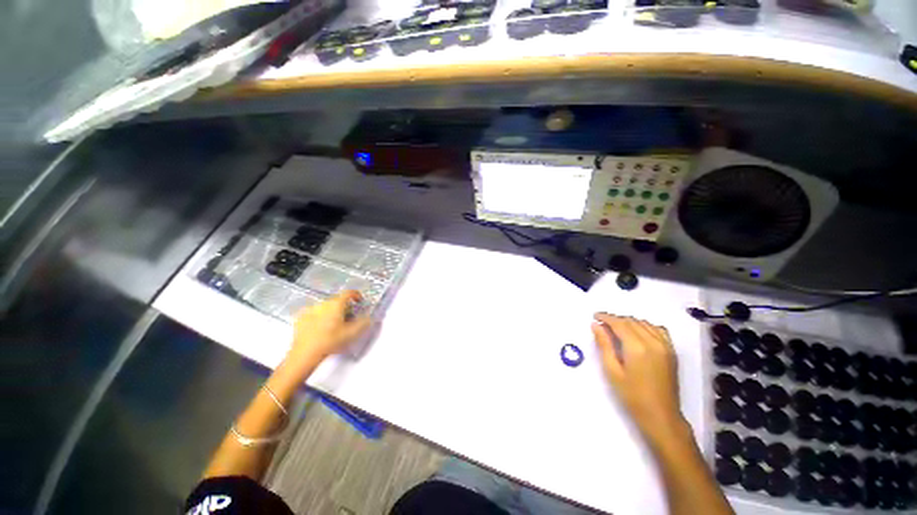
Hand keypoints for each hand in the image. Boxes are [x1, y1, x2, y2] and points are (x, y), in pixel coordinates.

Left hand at [288, 290, 372, 364]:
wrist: (305, 354)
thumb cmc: (330, 341)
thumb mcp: (352, 333)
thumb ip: (364, 323)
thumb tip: (369, 318)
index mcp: (336, 304)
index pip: (349, 293)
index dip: (356, 296)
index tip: (359, 302)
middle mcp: (323, 303)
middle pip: (338, 300)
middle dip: (345, 307)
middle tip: (349, 318)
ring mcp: (310, 310)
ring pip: (326, 307)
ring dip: (332, 312)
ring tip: (334, 325)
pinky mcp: (301, 318)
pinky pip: (314, 313)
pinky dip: (320, 317)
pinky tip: (321, 329)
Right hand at [592, 313, 684, 440]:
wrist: (661, 415)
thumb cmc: (632, 395)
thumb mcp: (612, 371)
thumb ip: (604, 345)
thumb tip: (596, 325)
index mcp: (637, 347)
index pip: (619, 323)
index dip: (605, 317)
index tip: (595, 316)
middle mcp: (653, 342)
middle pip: (631, 321)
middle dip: (615, 319)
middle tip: (602, 325)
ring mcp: (665, 346)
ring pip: (644, 323)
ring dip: (629, 322)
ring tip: (617, 329)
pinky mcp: (672, 351)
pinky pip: (658, 329)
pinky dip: (645, 326)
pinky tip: (638, 333)